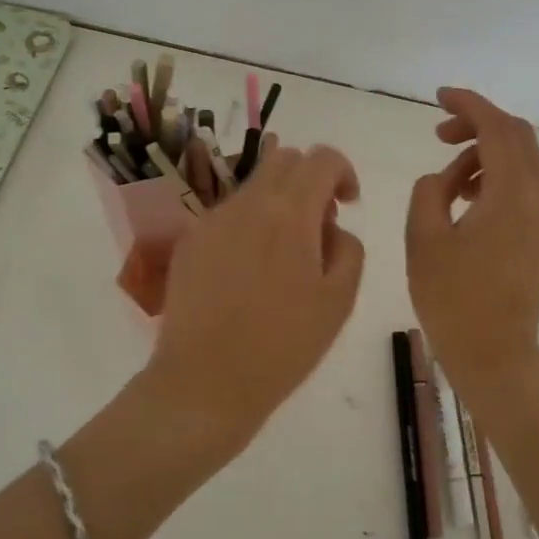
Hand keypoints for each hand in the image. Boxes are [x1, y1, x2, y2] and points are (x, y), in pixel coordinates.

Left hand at [147, 137, 365, 454]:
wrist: (206, 381)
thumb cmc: (284, 346)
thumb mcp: (340, 300)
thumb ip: (348, 248)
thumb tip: (331, 228)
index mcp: (291, 213)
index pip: (322, 158)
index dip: (343, 172)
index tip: (347, 205)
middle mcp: (248, 203)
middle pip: (285, 159)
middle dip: (310, 181)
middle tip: (318, 227)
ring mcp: (213, 219)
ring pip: (254, 186)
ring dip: (278, 203)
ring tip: (283, 256)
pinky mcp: (190, 241)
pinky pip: (228, 214)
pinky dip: (249, 225)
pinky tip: (248, 274)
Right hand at [405, 88, 538, 393]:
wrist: (496, 355)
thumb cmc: (454, 300)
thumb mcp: (424, 240)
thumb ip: (429, 192)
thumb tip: (442, 179)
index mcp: (510, 194)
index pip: (496, 128)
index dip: (468, 104)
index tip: (438, 96)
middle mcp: (535, 198)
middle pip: (516, 136)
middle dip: (478, 124)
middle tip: (439, 134)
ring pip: (519, 162)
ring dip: (483, 154)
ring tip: (445, 180)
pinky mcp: (537, 236)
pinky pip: (519, 187)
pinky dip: (492, 177)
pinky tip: (463, 200)